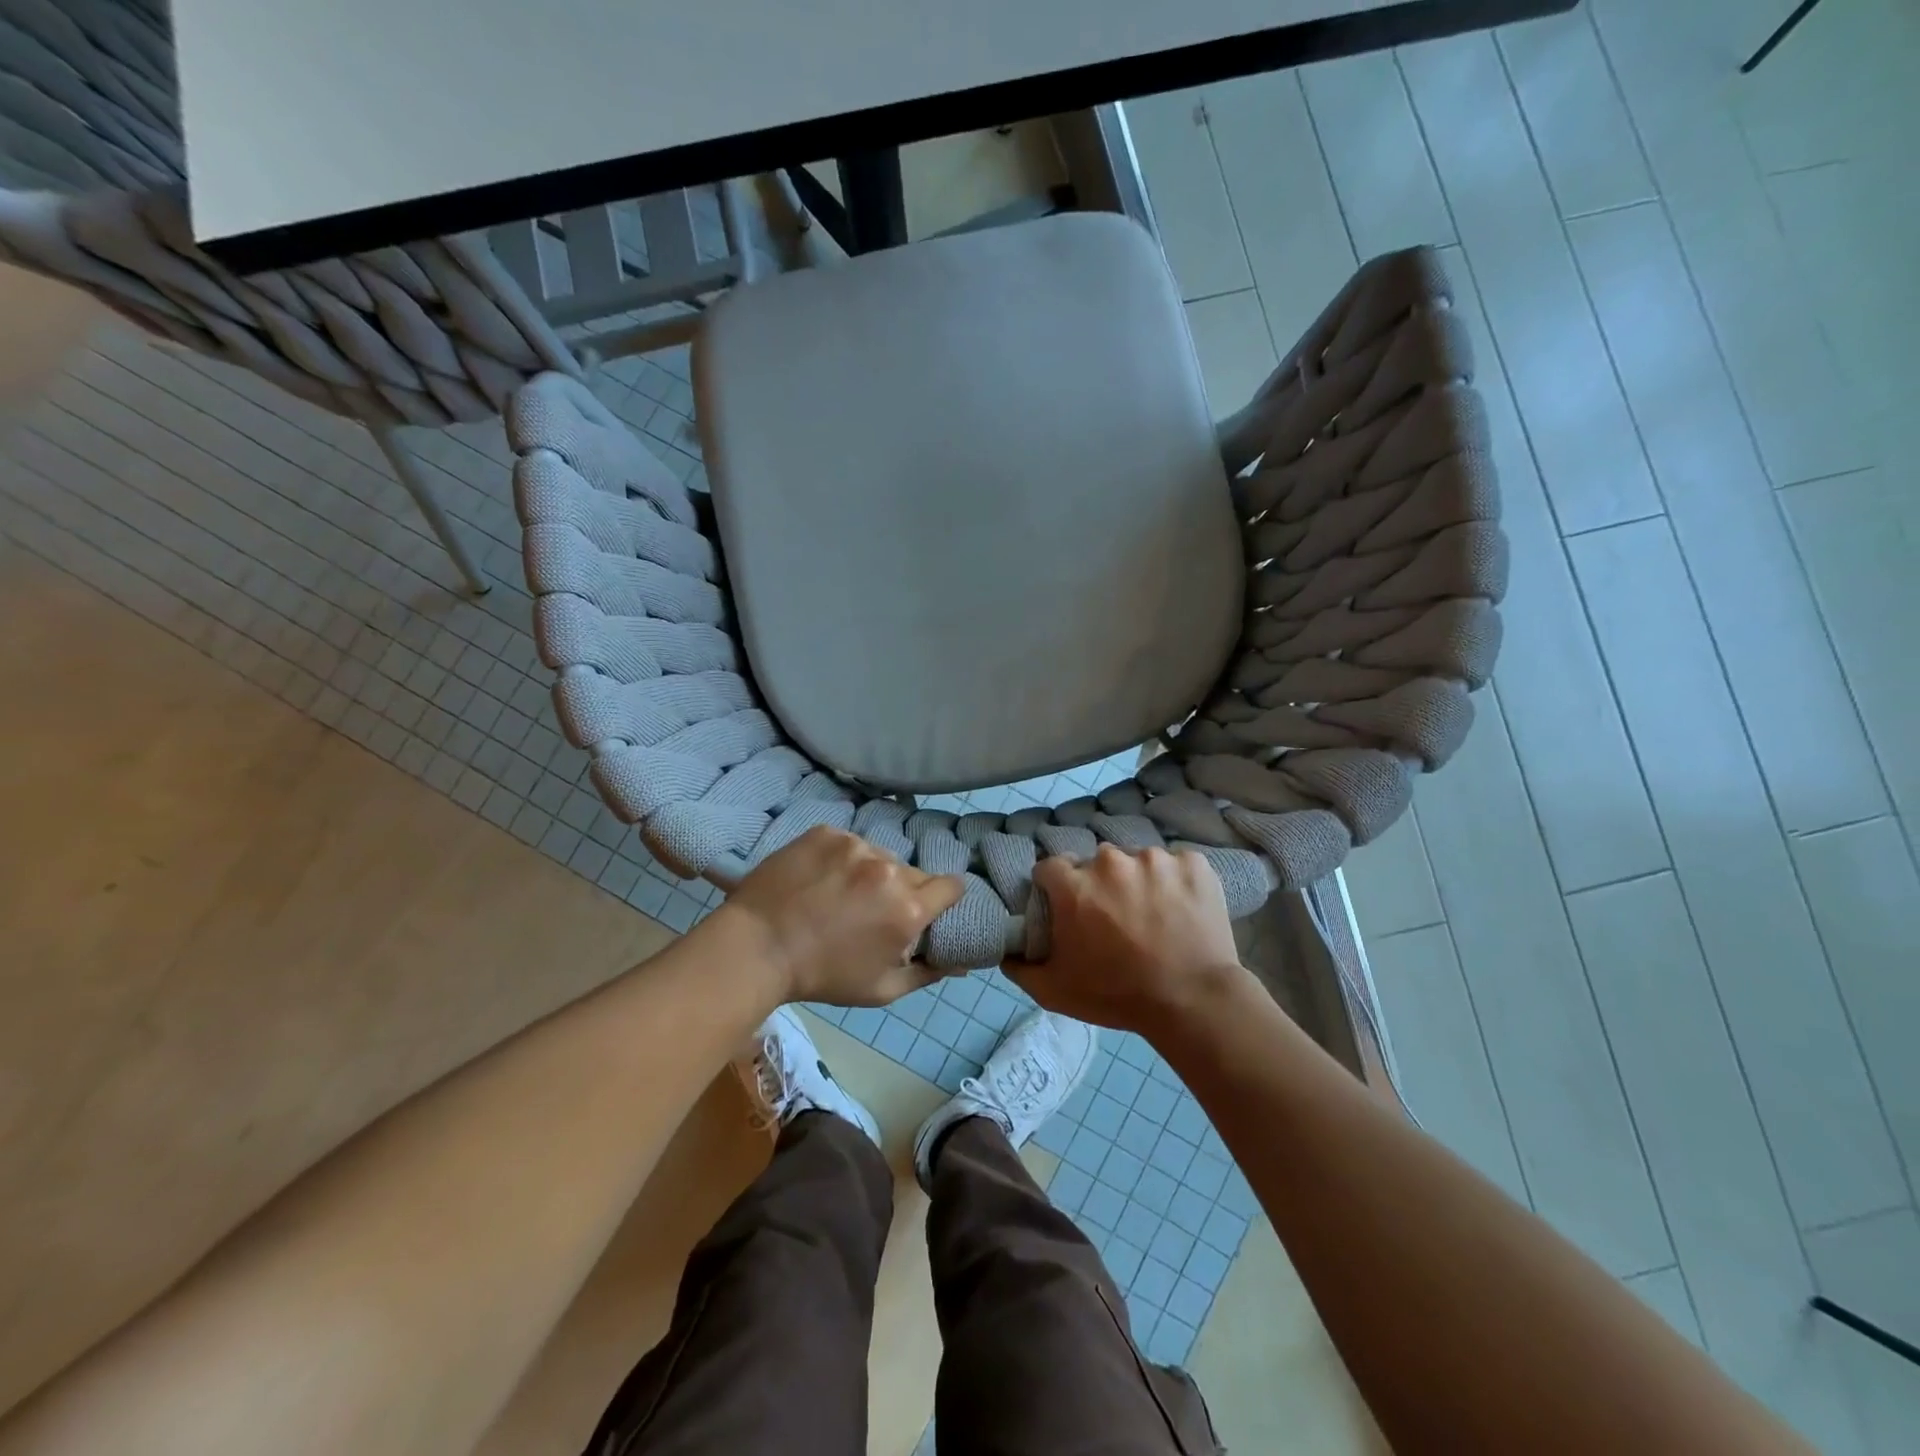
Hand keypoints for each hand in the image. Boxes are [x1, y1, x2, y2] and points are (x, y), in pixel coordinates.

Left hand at [714, 826, 963, 1006]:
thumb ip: (926, 974)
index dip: (945, 897)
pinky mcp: (827, 833)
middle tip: (873, 910)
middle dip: (903, 890)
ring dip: (871, 873)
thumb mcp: (880, 990)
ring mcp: (856, 846)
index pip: (952, 886)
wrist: (757, 947)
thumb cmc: (822, 977)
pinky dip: (841, 859)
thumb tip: (959, 964)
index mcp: (908, 909)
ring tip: (840, 894)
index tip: (931, 906)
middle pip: (913, 873)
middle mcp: (889, 870)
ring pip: (880, 856)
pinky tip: (819, 879)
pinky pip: (848, 844)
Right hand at [1006, 844, 1247, 1037]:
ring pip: (1136, 862)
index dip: (1055, 888)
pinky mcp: (1193, 863)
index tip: (1067, 909)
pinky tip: (1181, 909)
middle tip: (1114, 918)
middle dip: (1099, 885)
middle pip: (1095, 864)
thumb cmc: (1118, 995)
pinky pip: (1176, 864)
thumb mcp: (1055, 991)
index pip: (1050, 868)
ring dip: (1138, 881)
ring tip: (1153, 915)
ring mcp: (1155, 858)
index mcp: (1074, 885)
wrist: (1194, 1001)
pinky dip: (1176, 881)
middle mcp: (1110, 862)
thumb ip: (1021, 968)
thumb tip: (1006, 952)